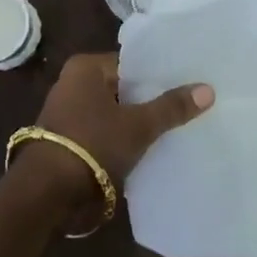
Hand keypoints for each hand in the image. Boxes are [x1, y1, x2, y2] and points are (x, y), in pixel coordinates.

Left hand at [13, 53, 211, 218]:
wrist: (48, 192)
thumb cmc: (93, 144)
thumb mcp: (138, 125)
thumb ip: (171, 107)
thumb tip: (208, 89)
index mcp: (85, 68)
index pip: (131, 64)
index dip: (158, 75)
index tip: (186, 84)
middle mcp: (72, 83)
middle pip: (122, 88)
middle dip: (149, 100)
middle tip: (185, 107)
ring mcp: (67, 113)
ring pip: (113, 112)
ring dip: (135, 122)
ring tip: (172, 129)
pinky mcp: (68, 140)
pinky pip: (103, 132)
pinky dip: (121, 139)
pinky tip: (146, 150)